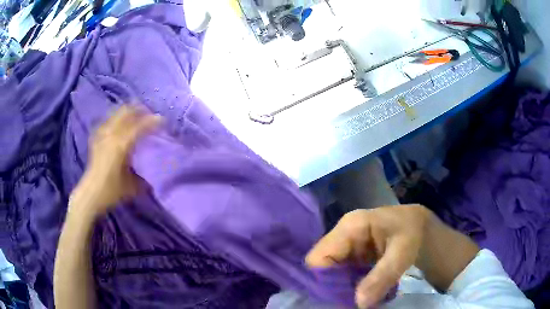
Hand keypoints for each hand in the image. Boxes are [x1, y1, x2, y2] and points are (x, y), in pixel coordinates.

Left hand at [71, 105, 160, 214]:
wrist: (91, 194)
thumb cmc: (112, 191)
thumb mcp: (133, 185)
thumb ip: (144, 174)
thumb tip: (155, 169)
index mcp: (121, 145)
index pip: (139, 126)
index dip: (152, 121)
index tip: (162, 120)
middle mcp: (111, 135)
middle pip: (126, 112)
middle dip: (139, 110)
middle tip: (149, 113)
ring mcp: (102, 134)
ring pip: (116, 114)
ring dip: (128, 111)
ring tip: (136, 114)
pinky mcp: (97, 137)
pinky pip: (108, 120)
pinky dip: (116, 118)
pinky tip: (120, 123)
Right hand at [306, 205, 429, 308]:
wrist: (421, 226)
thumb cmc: (412, 232)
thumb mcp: (403, 252)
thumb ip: (382, 276)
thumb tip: (359, 303)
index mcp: (349, 227)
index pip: (318, 257)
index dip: (324, 281)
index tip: (338, 301)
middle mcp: (342, 236)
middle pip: (323, 267)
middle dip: (332, 288)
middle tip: (348, 304)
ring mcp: (346, 247)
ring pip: (331, 273)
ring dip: (341, 289)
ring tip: (353, 302)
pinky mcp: (352, 256)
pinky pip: (342, 275)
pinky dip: (349, 287)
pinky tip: (361, 295)